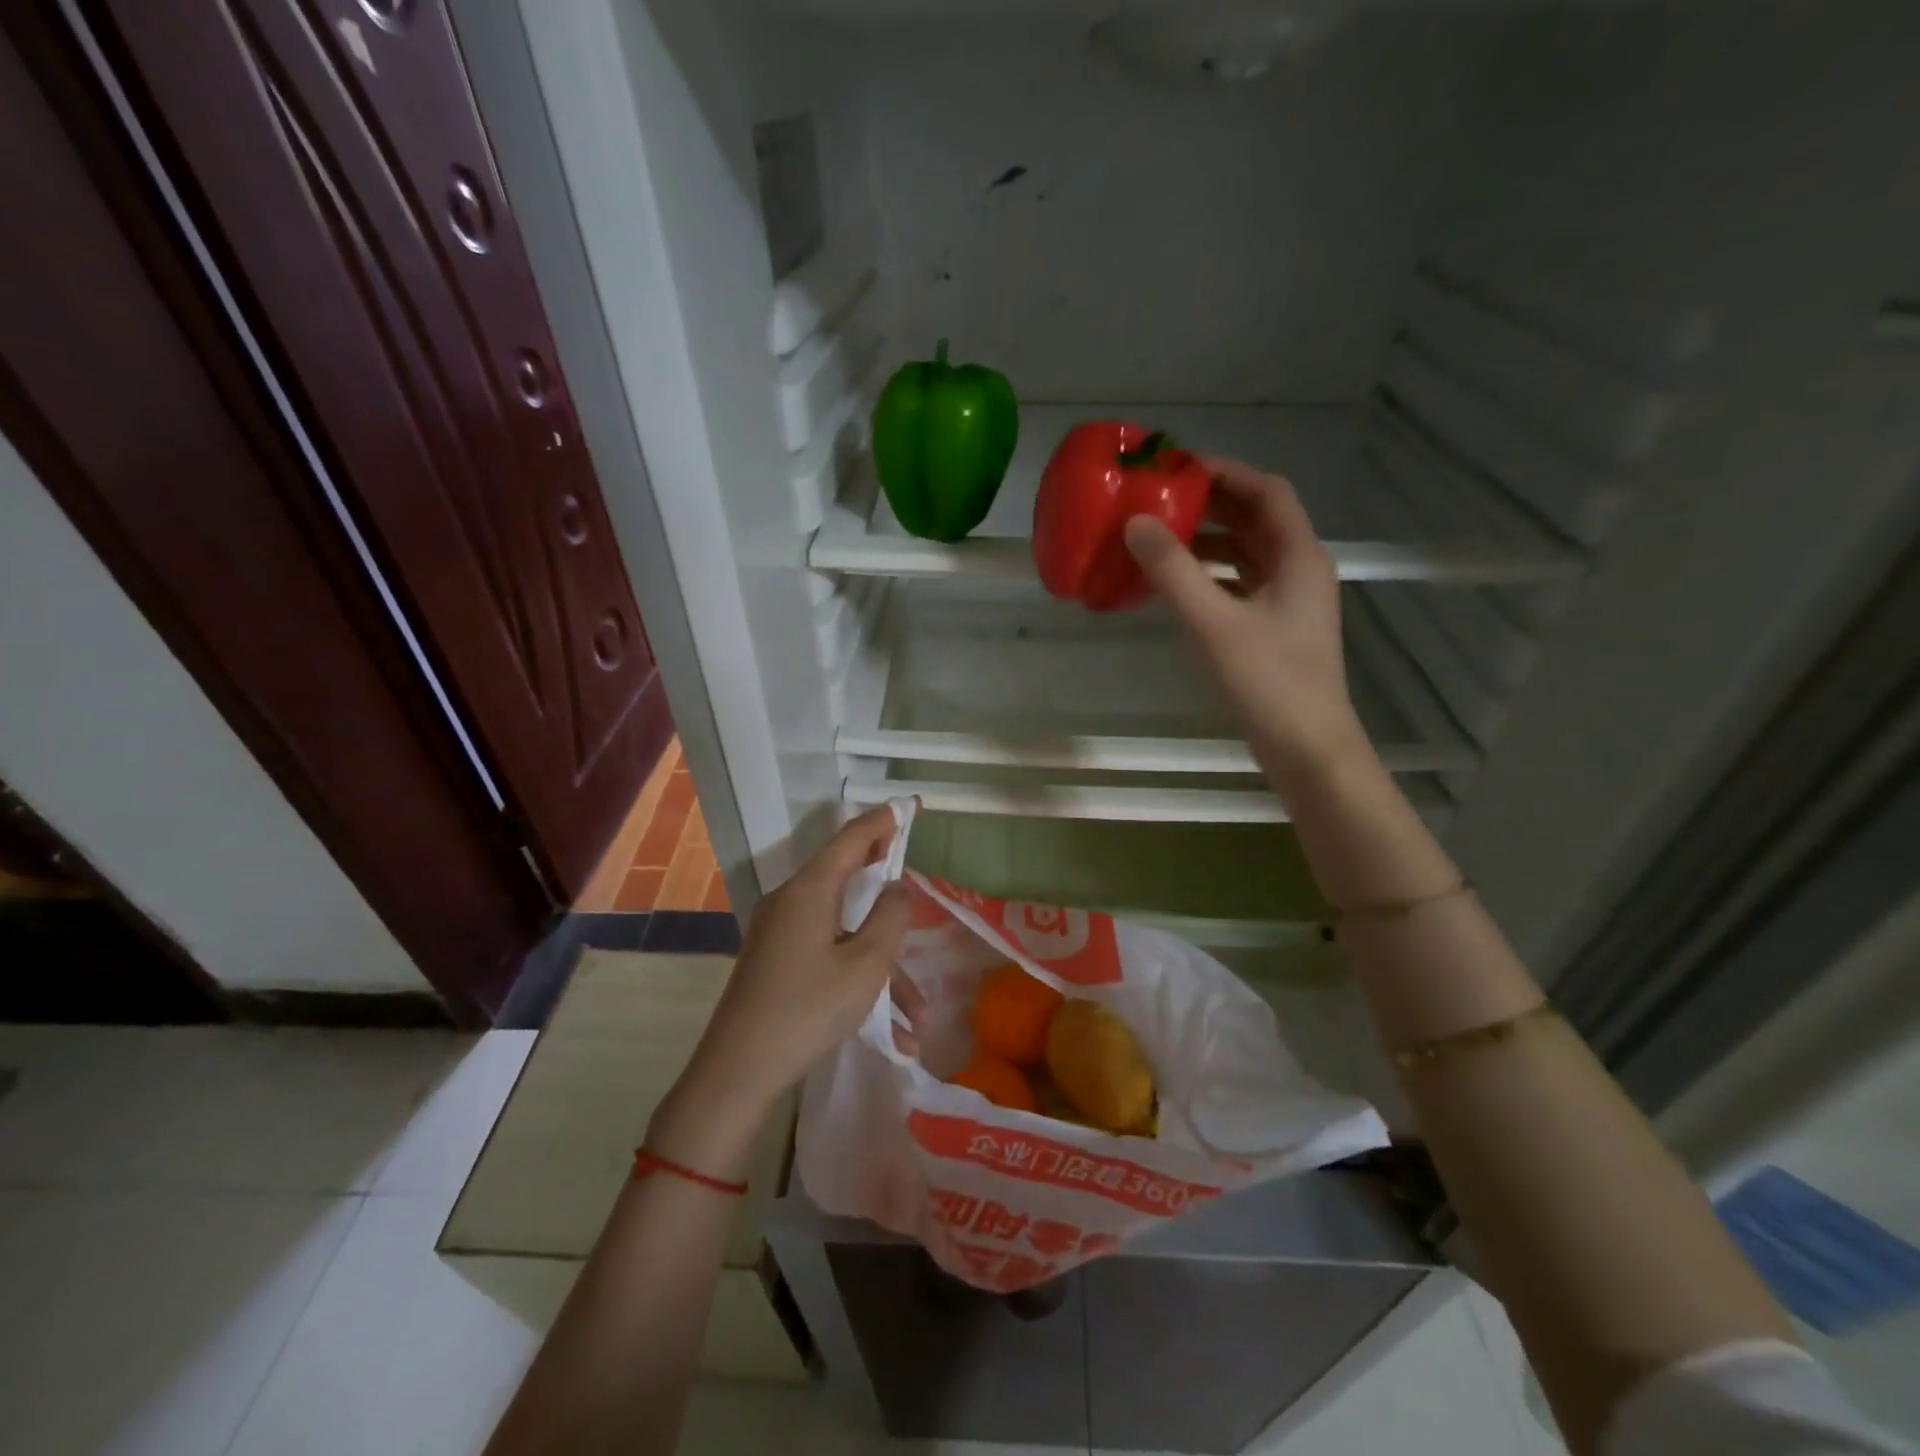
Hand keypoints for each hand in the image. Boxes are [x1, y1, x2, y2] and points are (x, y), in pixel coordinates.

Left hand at [648, 807, 911, 1177]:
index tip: (911, 806)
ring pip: (845, 932)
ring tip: (918, 1018)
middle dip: (885, 885)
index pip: (851, 837)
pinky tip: (891, 1033)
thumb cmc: (808, 1010)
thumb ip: (891, 917)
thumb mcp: (866, 964)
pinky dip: (859, 981)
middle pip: (846, 877)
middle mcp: (791, 901)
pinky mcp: (777, 961)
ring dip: (884, 969)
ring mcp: (781, 933)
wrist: (737, 1072)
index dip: (883, 820)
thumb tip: (898, 886)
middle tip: (914, 875)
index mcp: (810, 890)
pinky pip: (829, 955)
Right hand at [1124, 457, 1370, 794]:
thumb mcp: (1214, 623)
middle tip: (1160, 499)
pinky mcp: (1275, 628)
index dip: (1225, 472)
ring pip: (1247, 554)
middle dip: (1211, 505)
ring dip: (1208, 541)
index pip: (1267, 491)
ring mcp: (1290, 601)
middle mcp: (1300, 569)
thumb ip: (1174, 572)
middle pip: (1256, 519)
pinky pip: (1240, 584)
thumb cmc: (1268, 681)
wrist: (1307, 747)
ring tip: (1160, 538)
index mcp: (1299, 556)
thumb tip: (1135, 523)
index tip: (1177, 468)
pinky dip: (1210, 576)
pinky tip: (1177, 586)